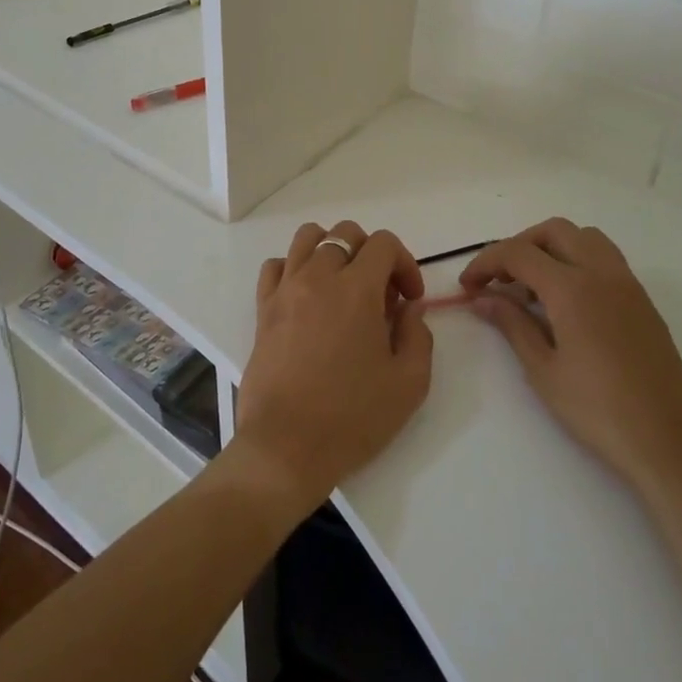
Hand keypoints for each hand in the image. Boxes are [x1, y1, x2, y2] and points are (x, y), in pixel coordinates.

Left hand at [232, 221, 432, 513]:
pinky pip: (276, 266)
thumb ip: (418, 335)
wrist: (286, 447)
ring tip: (343, 286)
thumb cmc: (352, 418)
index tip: (410, 300)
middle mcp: (318, 277)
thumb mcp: (409, 383)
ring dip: (331, 251)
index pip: (384, 244)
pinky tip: (307, 298)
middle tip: (380, 296)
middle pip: (346, 234)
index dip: (405, 263)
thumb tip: (409, 307)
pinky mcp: (263, 309)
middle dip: (371, 254)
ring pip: (307, 238)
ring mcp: (285, 290)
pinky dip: (294, 269)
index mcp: (357, 290)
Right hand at [461, 218, 681, 492]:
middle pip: (553, 231)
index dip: (486, 262)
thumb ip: (512, 324)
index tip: (468, 285)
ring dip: (551, 248)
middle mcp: (601, 273)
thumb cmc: (598, 410)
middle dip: (519, 246)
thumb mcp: (543, 370)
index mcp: (572, 288)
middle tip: (499, 279)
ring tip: (533, 286)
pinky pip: (605, 258)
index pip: (518, 253)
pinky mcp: (642, 301)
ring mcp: (627, 284)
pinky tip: (566, 301)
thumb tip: (483, 298)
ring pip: (584, 237)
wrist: (670, 441)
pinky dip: (577, 261)